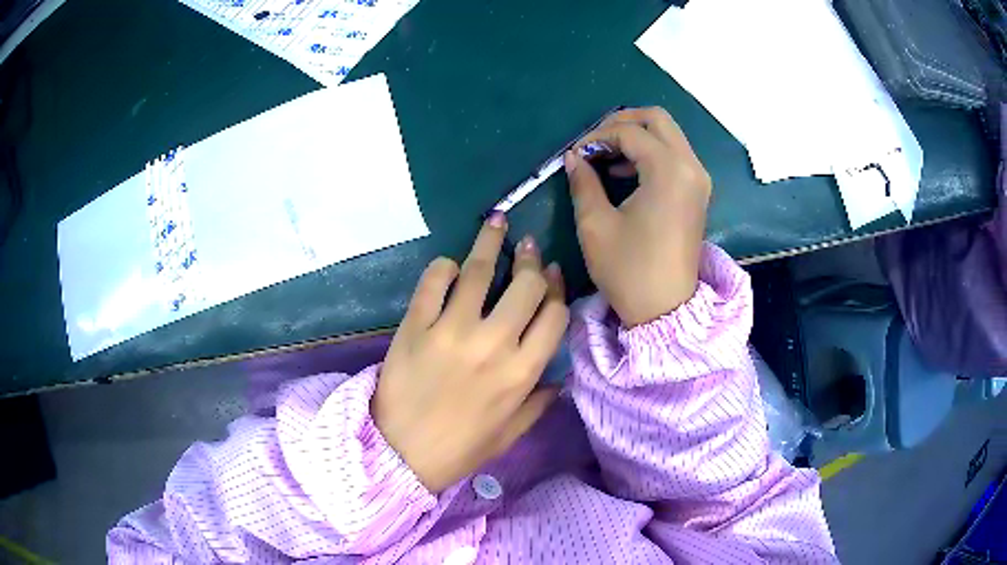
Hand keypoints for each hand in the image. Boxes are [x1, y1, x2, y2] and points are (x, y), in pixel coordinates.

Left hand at [372, 216, 568, 492]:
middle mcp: (493, 345)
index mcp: (521, 373)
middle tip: (528, 247)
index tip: (552, 275)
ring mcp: (451, 331)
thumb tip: (561, 376)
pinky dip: (444, 266)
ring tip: (497, 222)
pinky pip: (433, 281)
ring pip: (479, 272)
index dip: (557, 289)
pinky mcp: (415, 326)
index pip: (553, 315)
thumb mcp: (509, 435)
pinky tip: (450, 265)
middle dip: (530, 260)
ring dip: (491, 242)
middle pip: (525, 285)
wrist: (399, 454)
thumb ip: (539, 403)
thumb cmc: (459, 449)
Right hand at [565, 107, 711, 327]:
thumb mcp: (596, 225)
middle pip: (657, 119)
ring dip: (637, 136)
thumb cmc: (629, 270)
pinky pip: (675, 155)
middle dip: (622, 122)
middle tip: (594, 142)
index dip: (597, 137)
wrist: (665, 310)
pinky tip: (626, 172)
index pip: (630, 133)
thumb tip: (574, 157)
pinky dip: (651, 152)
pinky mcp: (698, 192)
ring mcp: (698, 179)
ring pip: (668, 135)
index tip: (575, 154)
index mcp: (668, 171)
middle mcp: (690, 166)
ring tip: (605, 156)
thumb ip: (583, 182)